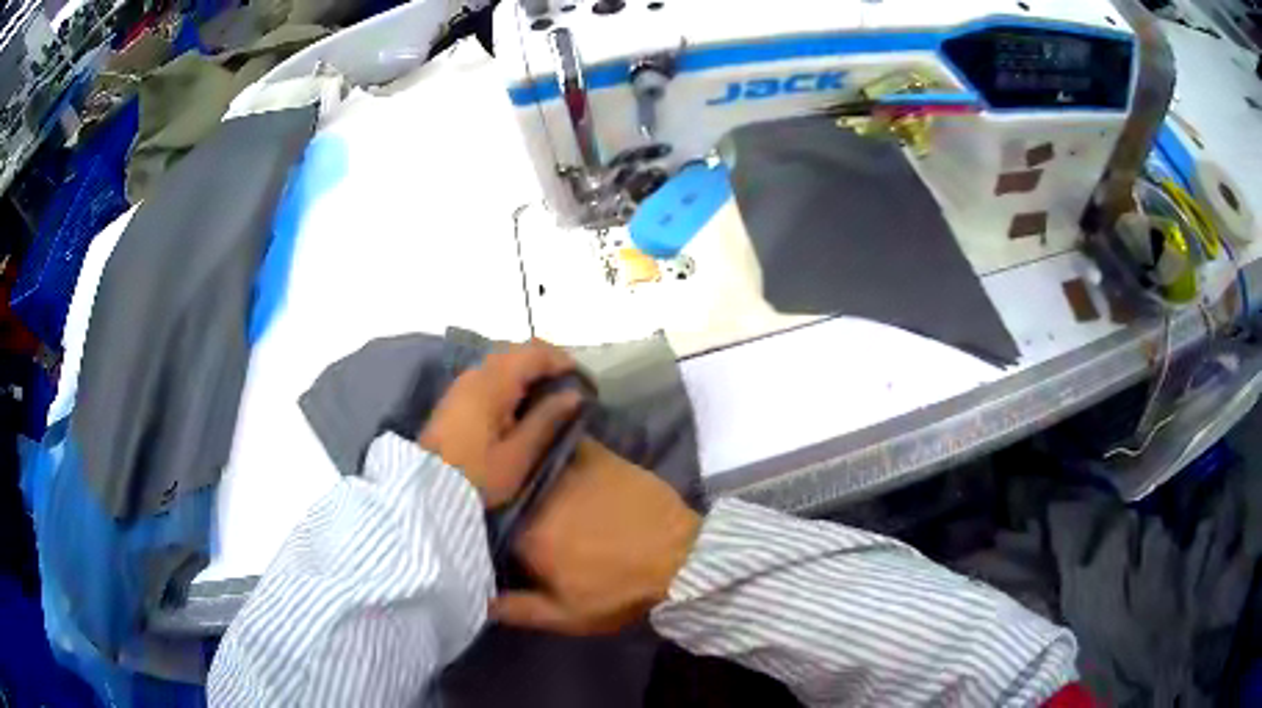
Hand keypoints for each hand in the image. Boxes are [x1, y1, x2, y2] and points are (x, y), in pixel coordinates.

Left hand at [420, 340, 581, 507]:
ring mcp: (462, 384)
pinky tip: (519, 403)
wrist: (426, 491)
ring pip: (501, 361)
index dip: (561, 360)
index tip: (583, 379)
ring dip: (526, 370)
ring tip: (548, 394)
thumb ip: (546, 420)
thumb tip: (574, 395)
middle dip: (545, 362)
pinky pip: (489, 374)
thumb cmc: (478, 476)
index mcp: (494, 383)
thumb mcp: (518, 454)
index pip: (533, 353)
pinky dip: (510, 379)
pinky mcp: (455, 397)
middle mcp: (477, 374)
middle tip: (568, 385)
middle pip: (516, 351)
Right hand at [491, 440, 700, 634]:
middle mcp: (537, 495)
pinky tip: (538, 438)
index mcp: (525, 536)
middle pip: (502, 488)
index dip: (479, 523)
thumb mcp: (567, 616)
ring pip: (524, 459)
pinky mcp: (593, 453)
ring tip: (507, 460)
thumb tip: (475, 597)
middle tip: (493, 493)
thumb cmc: (620, 591)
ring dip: (513, 461)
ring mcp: (566, 469)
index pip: (484, 522)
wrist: (681, 558)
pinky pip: (556, 440)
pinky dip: (544, 441)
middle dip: (495, 490)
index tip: (476, 524)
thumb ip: (516, 609)